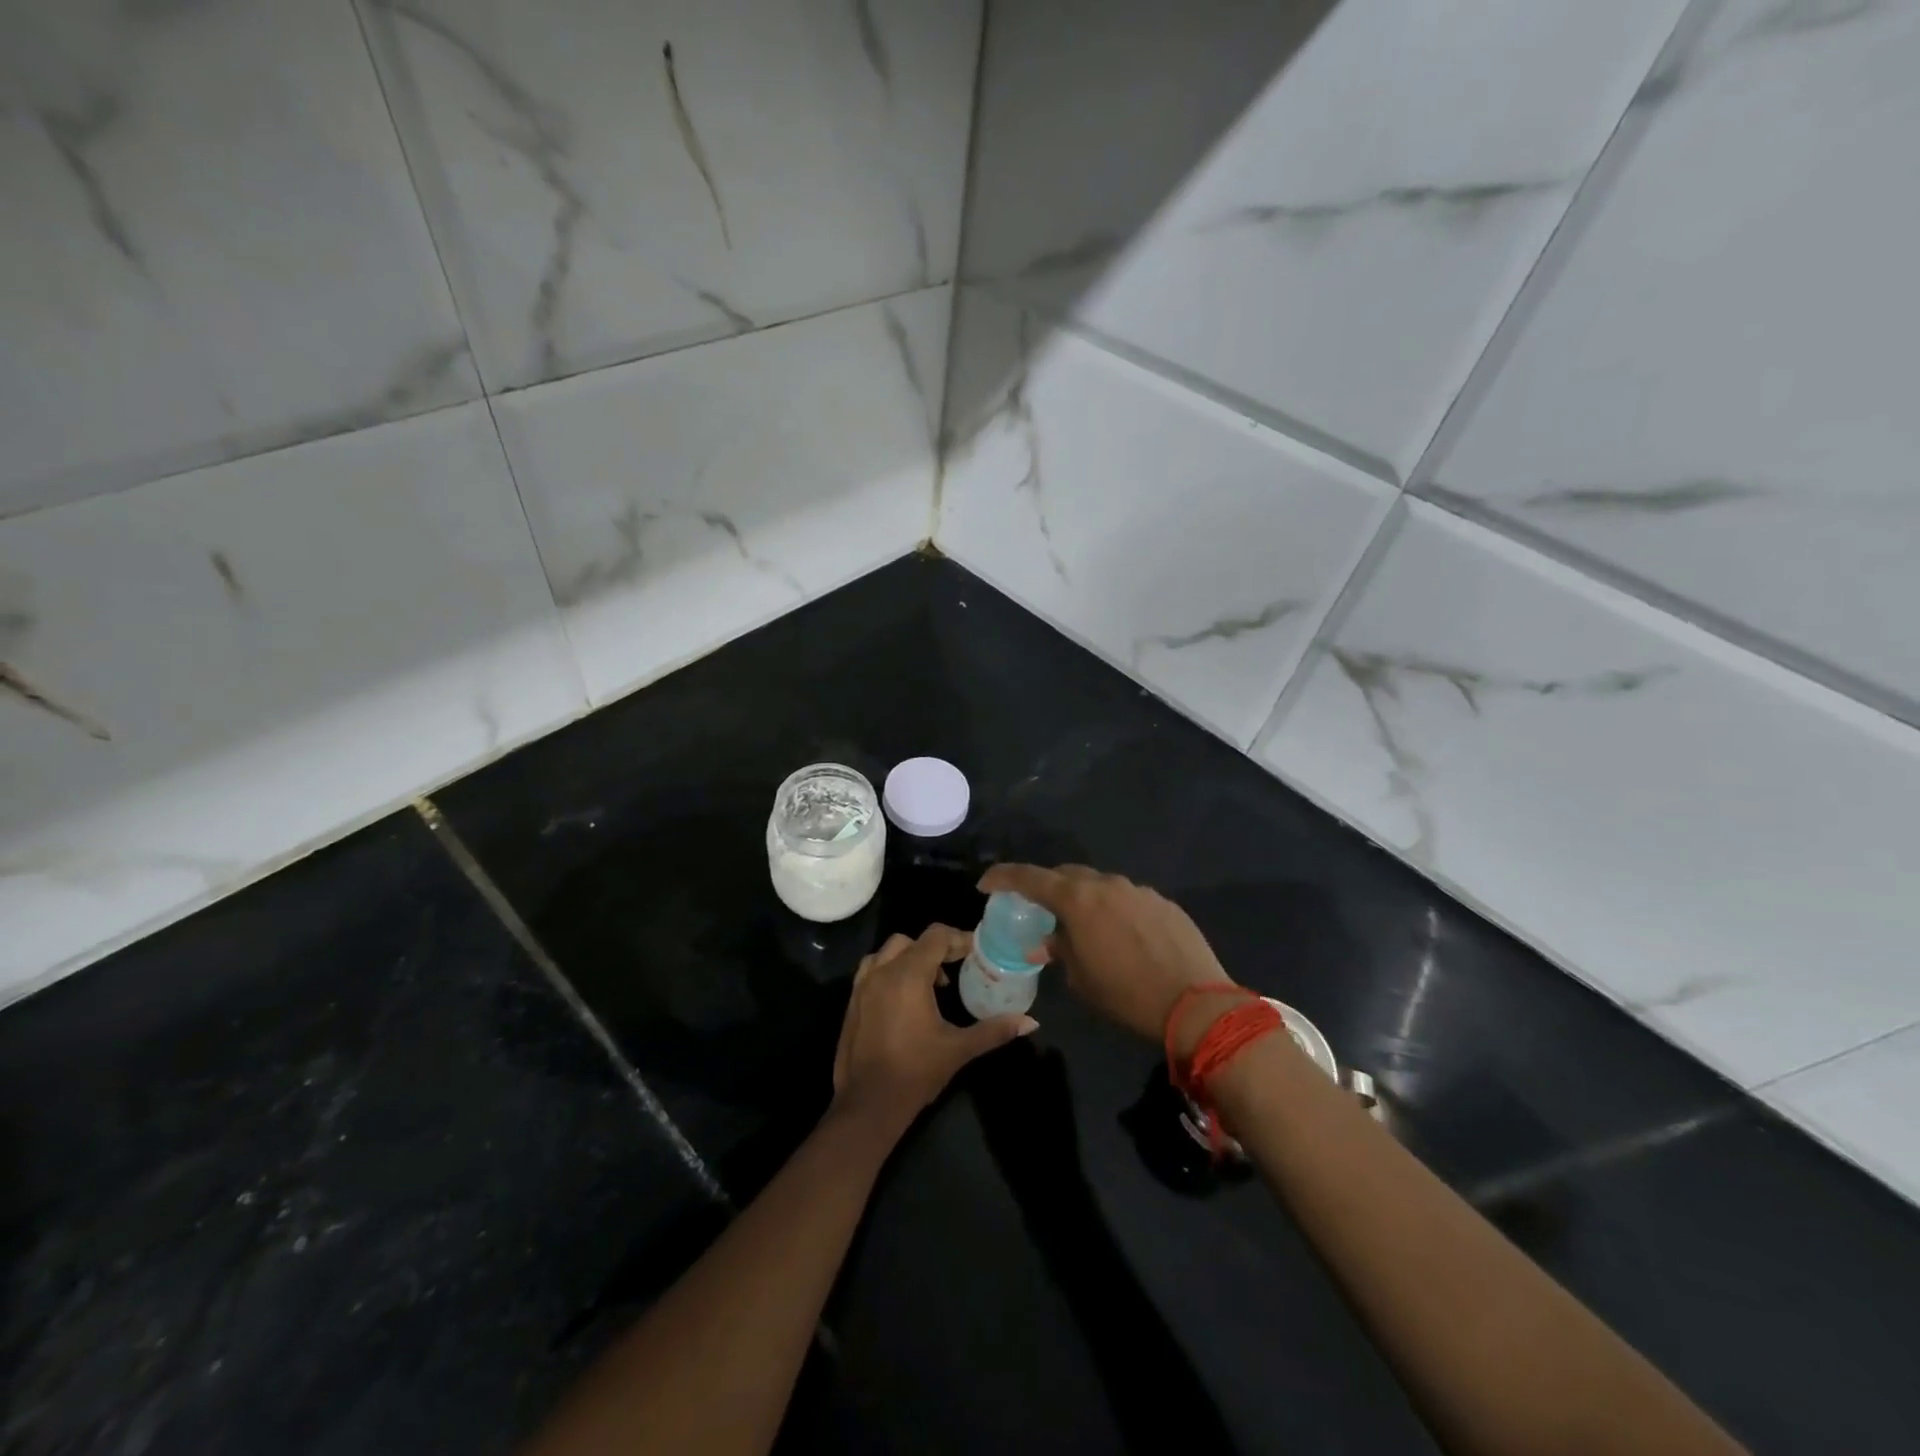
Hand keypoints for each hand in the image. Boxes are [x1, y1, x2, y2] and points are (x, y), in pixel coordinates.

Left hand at [831, 924, 1037, 1138]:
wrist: (868, 1104)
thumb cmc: (916, 1072)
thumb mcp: (959, 1049)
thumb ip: (994, 1030)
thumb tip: (1030, 1022)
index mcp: (908, 975)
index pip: (936, 937)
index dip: (958, 939)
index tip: (975, 953)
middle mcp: (882, 971)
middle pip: (912, 941)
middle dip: (936, 949)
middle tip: (956, 969)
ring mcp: (862, 985)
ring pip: (888, 952)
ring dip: (910, 957)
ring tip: (930, 983)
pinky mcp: (852, 1000)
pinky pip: (872, 969)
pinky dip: (890, 970)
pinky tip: (904, 997)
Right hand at [978, 865, 1238, 1048]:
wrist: (1196, 1003)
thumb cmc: (1127, 995)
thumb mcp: (1081, 980)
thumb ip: (1060, 951)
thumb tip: (1045, 942)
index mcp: (1078, 900)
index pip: (1030, 877)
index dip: (1003, 877)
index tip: (986, 883)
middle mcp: (1107, 884)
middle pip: (1067, 874)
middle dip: (1048, 887)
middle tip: (1039, 908)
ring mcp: (1139, 890)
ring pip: (1101, 885)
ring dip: (1086, 900)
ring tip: (1086, 928)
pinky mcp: (1164, 902)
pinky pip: (1129, 899)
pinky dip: (1116, 910)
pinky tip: (1124, 937)